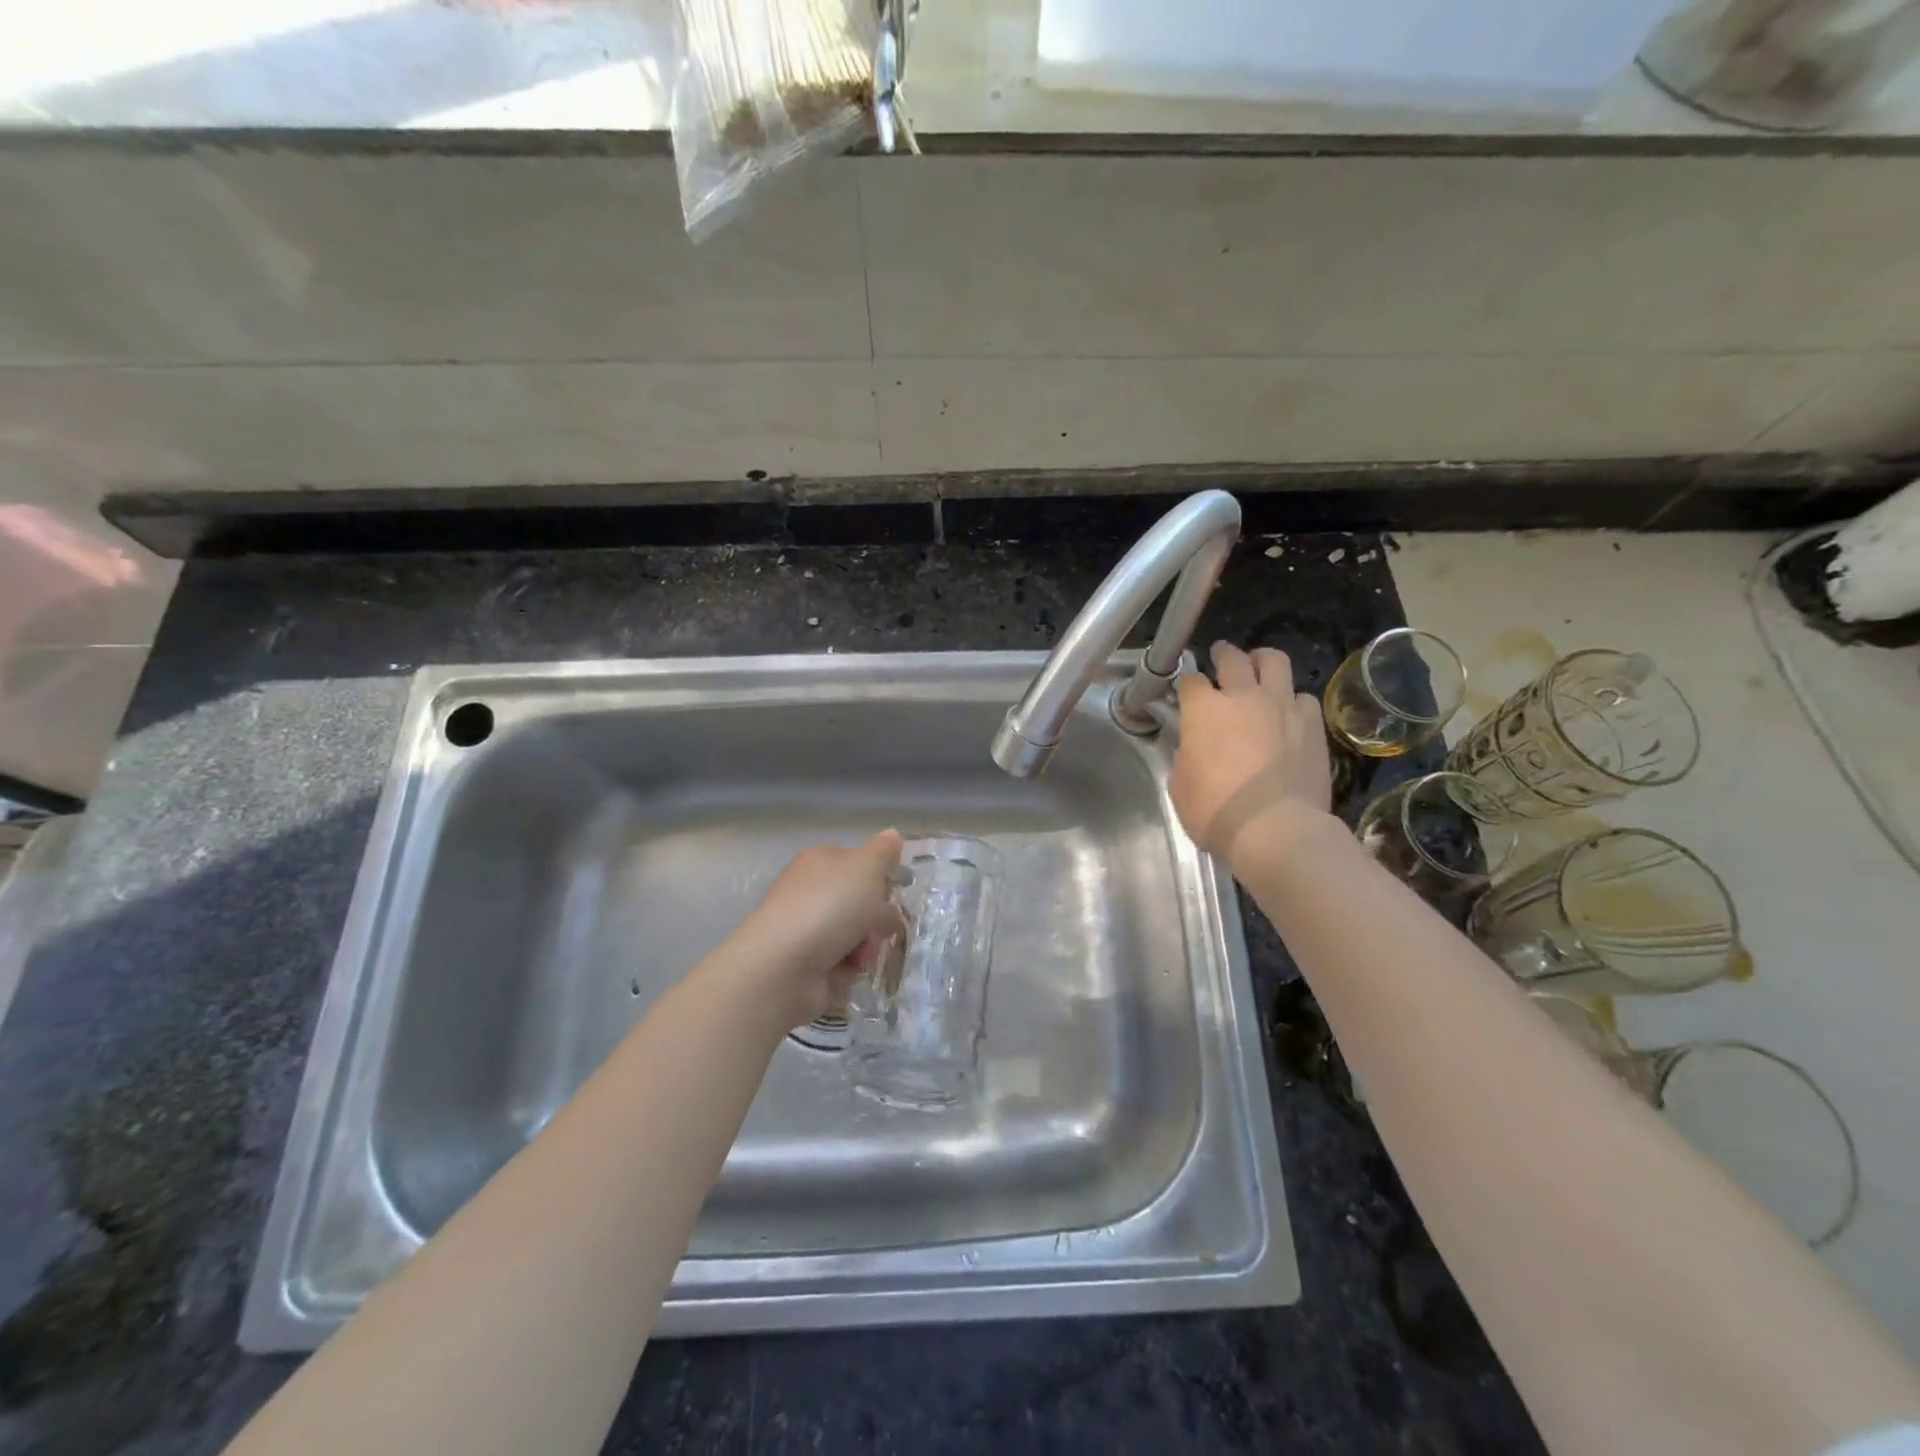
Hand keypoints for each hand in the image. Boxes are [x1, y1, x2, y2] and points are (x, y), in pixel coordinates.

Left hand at [736, 830, 905, 1026]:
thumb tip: (893, 833)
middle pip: (857, 901)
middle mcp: (810, 891)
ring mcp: (806, 929)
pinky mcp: (806, 964)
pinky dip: (850, 967)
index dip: (877, 873)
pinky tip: (848, 969)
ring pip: (855, 933)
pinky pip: (842, 963)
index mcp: (819, 861)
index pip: (854, 860)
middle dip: (877, 915)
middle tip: (886, 926)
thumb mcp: (866, 867)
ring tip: (863, 954)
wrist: (785, 965)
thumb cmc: (829, 905)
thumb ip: (884, 852)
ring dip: (867, 944)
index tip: (895, 887)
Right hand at [1171, 642, 1331, 866]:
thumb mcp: (1180, 786)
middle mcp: (1243, 697)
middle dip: (1223, 654)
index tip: (1187, 694)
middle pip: (1233, 658)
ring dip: (1263, 662)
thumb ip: (1186, 756)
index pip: (1191, 680)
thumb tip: (1193, 749)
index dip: (1187, 685)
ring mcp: (1282, 706)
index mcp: (1203, 710)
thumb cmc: (1216, 812)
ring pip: (1275, 662)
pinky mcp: (1313, 724)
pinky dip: (1293, 700)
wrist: (1276, 829)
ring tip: (1260, 670)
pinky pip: (1303, 697)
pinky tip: (1289, 712)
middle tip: (1221, 656)